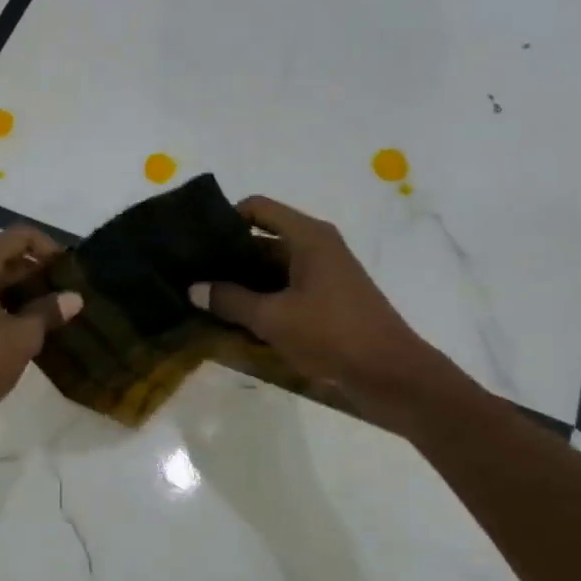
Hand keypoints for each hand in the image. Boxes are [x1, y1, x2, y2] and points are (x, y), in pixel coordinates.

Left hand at [0, 225, 81, 437]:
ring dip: (20, 291)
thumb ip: (48, 312)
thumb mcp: (22, 337)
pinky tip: (22, 328)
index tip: (68, 270)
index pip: (17, 237)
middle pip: (2, 257)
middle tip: (64, 292)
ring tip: (50, 312)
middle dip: (35, 271)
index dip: (47, 247)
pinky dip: (2, 305)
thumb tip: (74, 297)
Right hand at [189, 196, 431, 394]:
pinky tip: (234, 321)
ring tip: (205, 300)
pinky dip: (261, 301)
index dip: (224, 220)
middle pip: (261, 239)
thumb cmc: (331, 334)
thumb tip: (194, 288)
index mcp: (307, 236)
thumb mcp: (273, 318)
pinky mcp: (326, 300)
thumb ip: (230, 300)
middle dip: (227, 258)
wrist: (390, 373)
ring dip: (241, 284)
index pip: (256, 208)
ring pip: (271, 269)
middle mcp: (315, 246)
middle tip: (191, 277)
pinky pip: (284, 290)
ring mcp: (322, 274)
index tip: (196, 244)